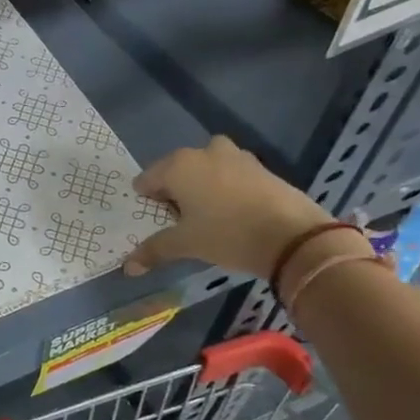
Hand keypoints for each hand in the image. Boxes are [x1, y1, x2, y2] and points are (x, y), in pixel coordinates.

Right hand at [123, 137, 333, 279]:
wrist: (292, 236)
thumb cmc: (226, 234)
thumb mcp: (185, 244)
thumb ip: (154, 250)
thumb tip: (127, 267)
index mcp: (178, 165)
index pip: (147, 179)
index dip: (147, 200)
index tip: (155, 220)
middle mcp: (204, 152)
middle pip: (177, 170)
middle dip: (175, 190)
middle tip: (179, 219)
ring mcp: (236, 156)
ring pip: (206, 168)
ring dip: (201, 186)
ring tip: (206, 215)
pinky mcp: (260, 167)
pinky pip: (230, 174)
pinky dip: (226, 188)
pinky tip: (233, 213)